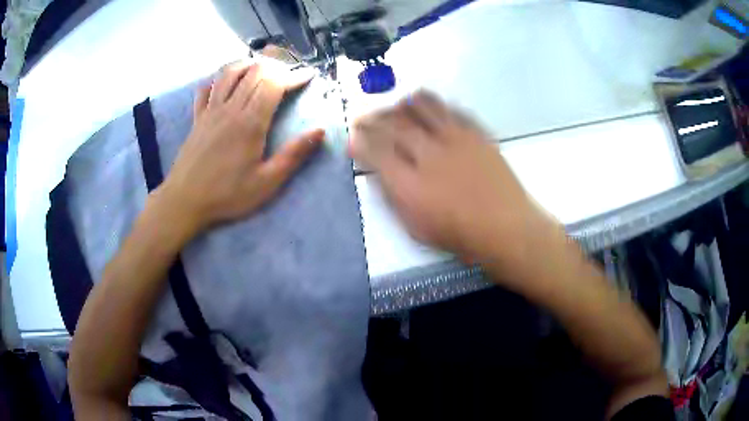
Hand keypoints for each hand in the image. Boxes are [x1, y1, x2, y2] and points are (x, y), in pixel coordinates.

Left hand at [159, 60, 323, 233]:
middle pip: (255, 71)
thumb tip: (320, 131)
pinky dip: (217, 79)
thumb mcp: (266, 183)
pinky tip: (224, 84)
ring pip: (229, 72)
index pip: (275, 83)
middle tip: (288, 75)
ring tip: (261, 70)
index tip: (308, 76)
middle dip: (276, 67)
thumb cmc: (227, 195)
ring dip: (248, 65)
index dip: (294, 75)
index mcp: (250, 122)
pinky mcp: (197, 118)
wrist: (184, 201)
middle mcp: (230, 108)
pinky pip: (206, 88)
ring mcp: (211, 110)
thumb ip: (293, 155)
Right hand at [351, 91, 563, 279]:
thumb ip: (394, 197)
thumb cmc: (460, 235)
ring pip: (423, 109)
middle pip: (394, 126)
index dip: (360, 142)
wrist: (506, 227)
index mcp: (410, 183)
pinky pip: (452, 110)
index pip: (376, 152)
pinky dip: (437, 105)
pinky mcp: (476, 134)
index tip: (352, 136)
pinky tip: (430, 105)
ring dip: (403, 104)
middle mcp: (429, 154)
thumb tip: (378, 173)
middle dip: (374, 119)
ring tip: (395, 104)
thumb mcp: (416, 227)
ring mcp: (455, 140)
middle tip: (364, 117)